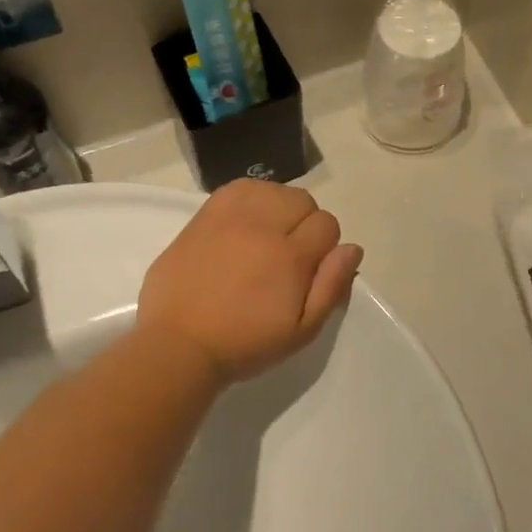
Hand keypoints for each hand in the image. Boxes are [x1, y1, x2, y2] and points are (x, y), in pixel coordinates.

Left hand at [137, 180, 363, 385]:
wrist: (179, 344)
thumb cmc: (244, 344)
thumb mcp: (301, 331)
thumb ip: (331, 286)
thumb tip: (352, 248)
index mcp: (290, 256)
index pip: (327, 224)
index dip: (325, 246)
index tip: (309, 269)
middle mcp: (263, 226)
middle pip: (303, 200)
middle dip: (304, 223)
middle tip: (288, 255)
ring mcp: (230, 216)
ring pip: (272, 189)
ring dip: (277, 207)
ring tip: (265, 236)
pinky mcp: (204, 215)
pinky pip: (239, 188)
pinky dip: (249, 199)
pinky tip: (244, 223)